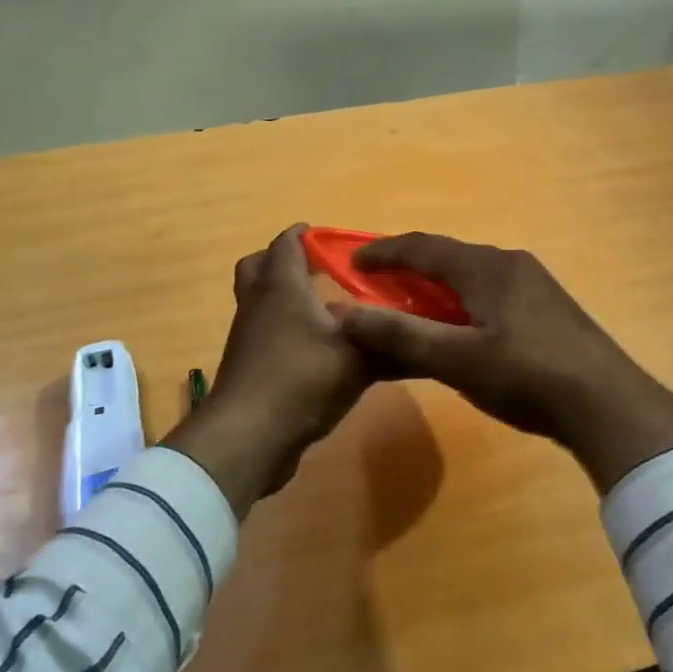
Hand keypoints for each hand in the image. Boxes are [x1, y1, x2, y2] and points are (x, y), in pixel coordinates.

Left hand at [163, 224, 372, 515]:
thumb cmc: (302, 379)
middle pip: (257, 266)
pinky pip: (261, 335)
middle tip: (315, 269)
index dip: (304, 235)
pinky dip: (281, 331)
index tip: (327, 237)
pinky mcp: (245, 366)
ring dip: (282, 298)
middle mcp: (258, 303)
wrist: (249, 436)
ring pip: (258, 302)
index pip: (287, 244)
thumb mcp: (359, 359)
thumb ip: (392, 345)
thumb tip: (427, 340)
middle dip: (282, 261)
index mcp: (282, 286)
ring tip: (321, 310)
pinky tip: (312, 350)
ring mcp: (247, 337)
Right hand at [334, 233, 672, 492]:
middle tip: (378, 290)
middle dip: (410, 270)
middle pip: (448, 257)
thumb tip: (344, 315)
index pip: (423, 246)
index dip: (384, 253)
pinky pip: (492, 292)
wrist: (609, 404)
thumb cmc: (527, 376)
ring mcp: (535, 284)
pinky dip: (463, 302)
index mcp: (486, 266)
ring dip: (437, 288)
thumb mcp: (458, 359)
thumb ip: (401, 336)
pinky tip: (461, 330)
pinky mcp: (549, 308)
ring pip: (472, 275)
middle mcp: (511, 263)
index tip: (351, 265)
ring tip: (413, 311)